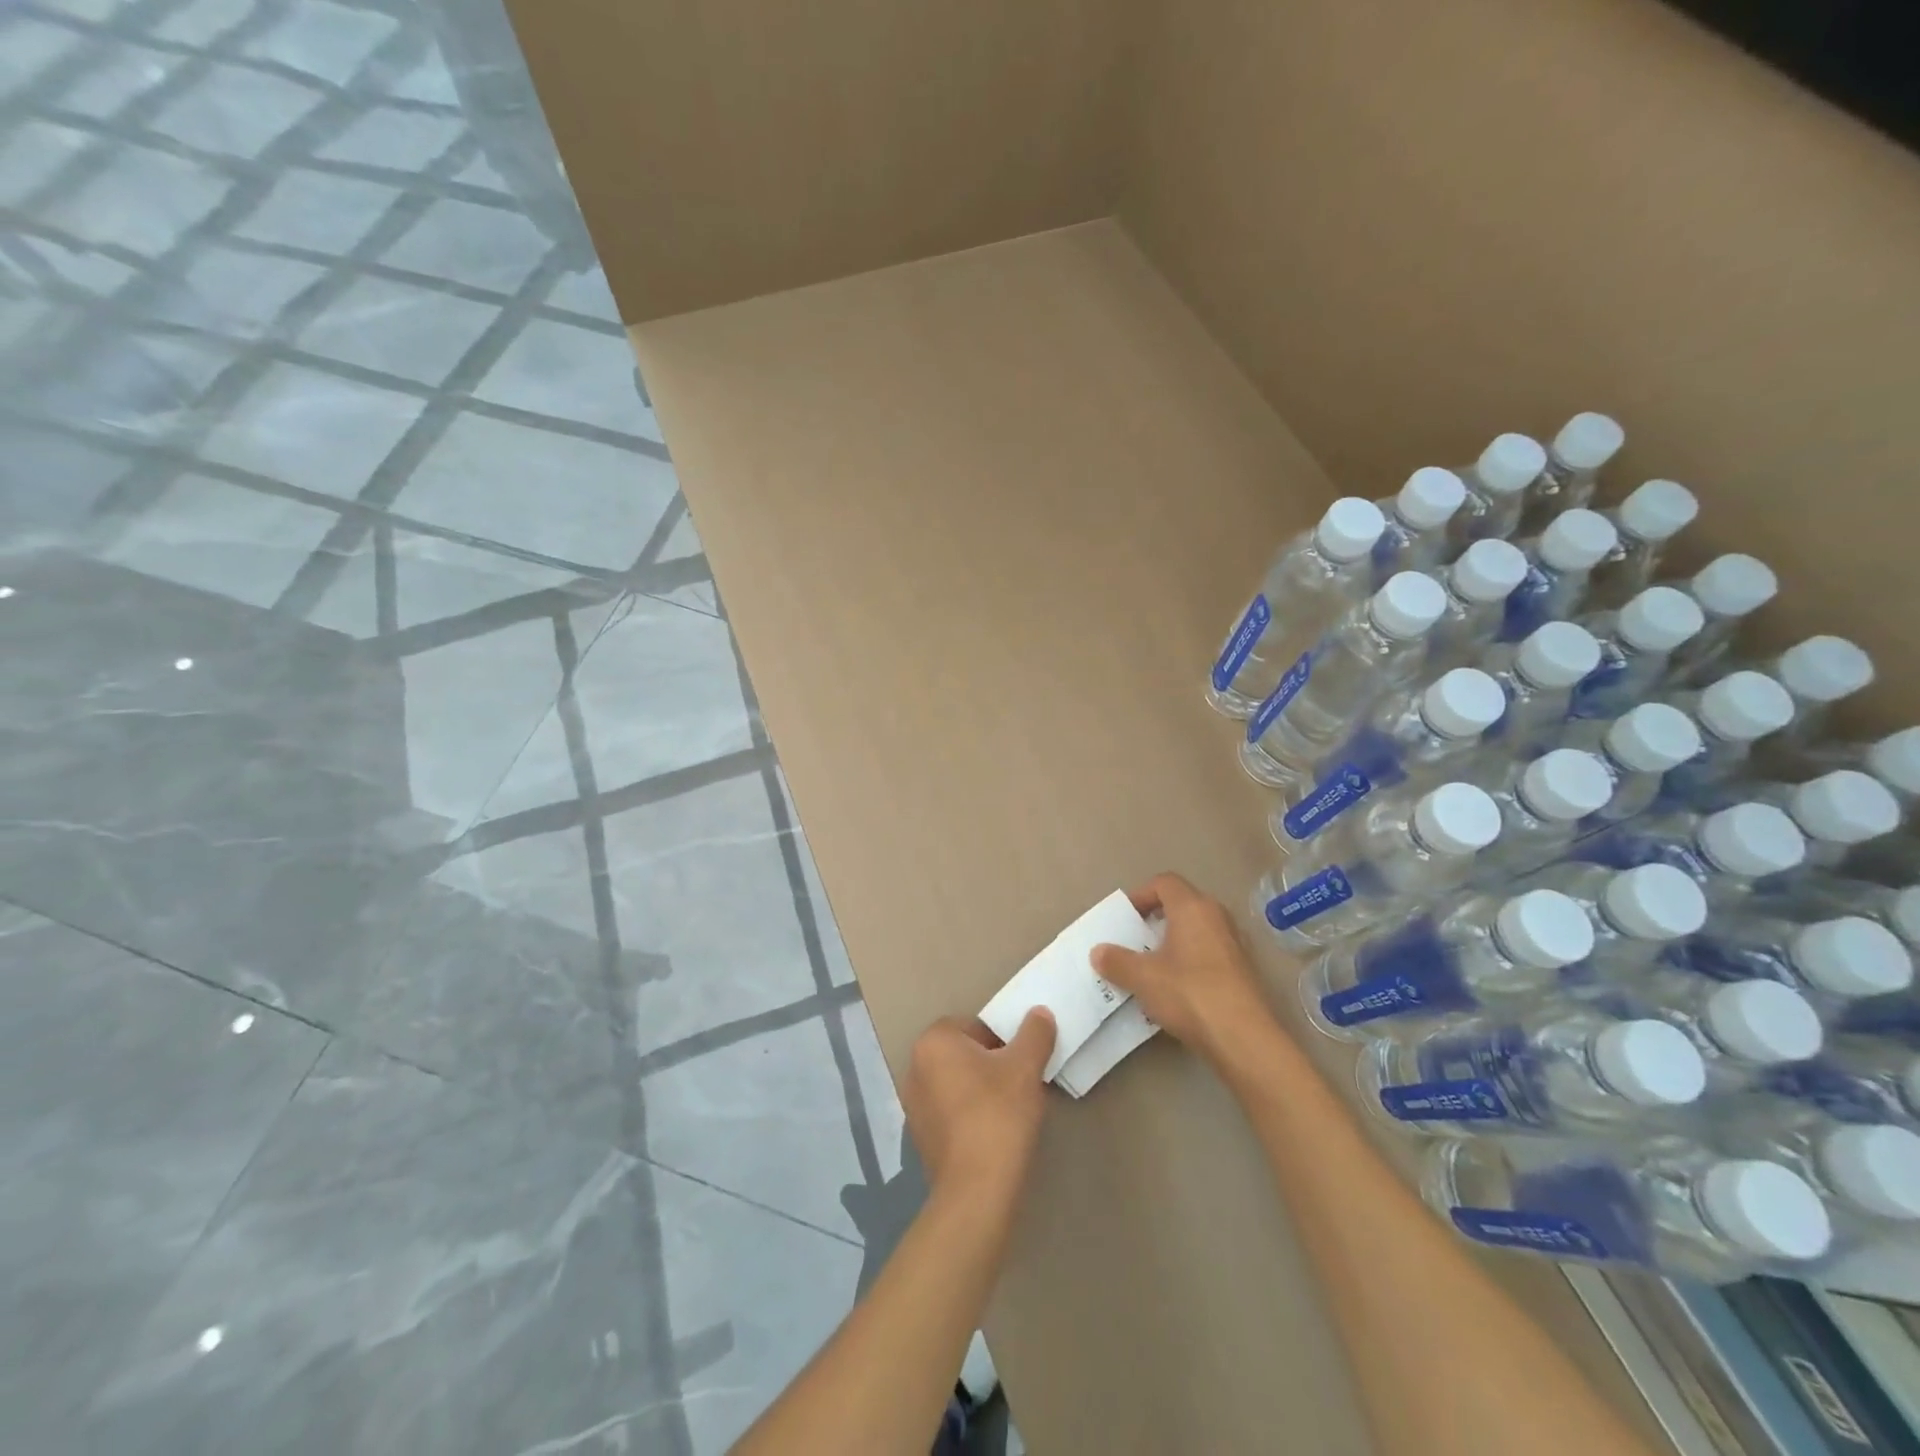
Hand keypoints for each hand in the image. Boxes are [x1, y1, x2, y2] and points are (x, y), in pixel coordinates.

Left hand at [902, 1012, 1055, 1206]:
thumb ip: (1034, 1033)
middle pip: (963, 1054)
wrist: (976, 1190)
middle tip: (1019, 1083)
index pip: (972, 1026)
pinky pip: (950, 1113)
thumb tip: (1040, 1013)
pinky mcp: (921, 1138)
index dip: (1001, 1040)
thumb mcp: (1026, 1067)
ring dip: (980, 1090)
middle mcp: (915, 1068)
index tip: (1020, 1061)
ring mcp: (914, 1106)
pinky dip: (970, 1116)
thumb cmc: (998, 1114)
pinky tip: (993, 1134)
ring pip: (956, 1084)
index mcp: (933, 1042)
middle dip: (991, 1064)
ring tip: (1010, 1110)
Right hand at [1091, 873, 1278, 1066]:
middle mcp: (1217, 917)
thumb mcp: (1143, 978)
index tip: (1125, 918)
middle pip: (1182, 904)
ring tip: (1152, 967)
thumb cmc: (1189, 993)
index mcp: (1193, 907)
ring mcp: (1235, 943)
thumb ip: (1117, 961)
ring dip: (1174, 943)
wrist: (1244, 1038)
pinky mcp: (1244, 970)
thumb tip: (1098, 952)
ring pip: (1197, 931)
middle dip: (1156, 920)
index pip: (1164, 882)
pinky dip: (1191, 961)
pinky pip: (1210, 953)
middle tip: (1135, 942)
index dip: (1141, 895)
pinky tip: (1177, 989)